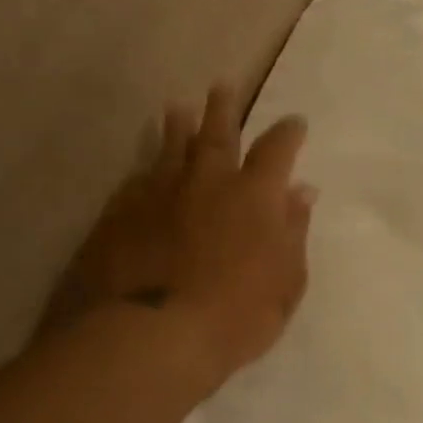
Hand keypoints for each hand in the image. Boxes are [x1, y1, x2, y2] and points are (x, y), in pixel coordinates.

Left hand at [43, 84, 314, 384]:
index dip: (288, 133)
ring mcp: (158, 193)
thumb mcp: (286, 282)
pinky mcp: (120, 212)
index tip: (295, 122)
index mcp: (254, 196)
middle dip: (224, 109)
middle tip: (223, 87)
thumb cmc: (236, 316)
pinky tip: (144, 167)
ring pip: (171, 147)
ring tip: (177, 107)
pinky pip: (138, 178)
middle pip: (217, 134)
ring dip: (178, 126)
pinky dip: (147, 168)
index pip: (276, 150)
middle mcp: (206, 182)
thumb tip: (302, 192)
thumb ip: (294, 232)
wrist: (151, 336)